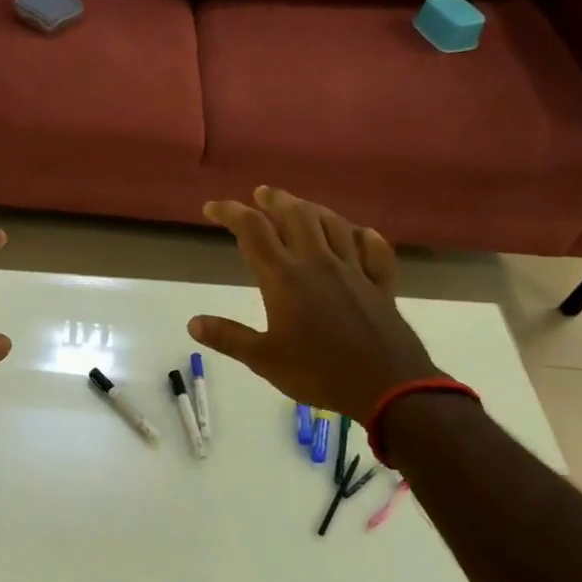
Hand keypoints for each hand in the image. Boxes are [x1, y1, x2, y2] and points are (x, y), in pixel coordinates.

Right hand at [188, 186, 437, 421]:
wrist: (388, 387)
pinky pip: (374, 251)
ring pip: (333, 225)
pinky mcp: (381, 285)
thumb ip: (229, 337)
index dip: (230, 213)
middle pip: (296, 216)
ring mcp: (354, 271)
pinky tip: (359, 234)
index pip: (253, 231)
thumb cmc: (319, 373)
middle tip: (260, 194)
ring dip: (313, 210)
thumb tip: (193, 322)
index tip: (212, 208)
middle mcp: (319, 263)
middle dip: (275, 200)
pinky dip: (364, 237)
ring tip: (300, 207)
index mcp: (286, 278)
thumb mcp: (264, 360)